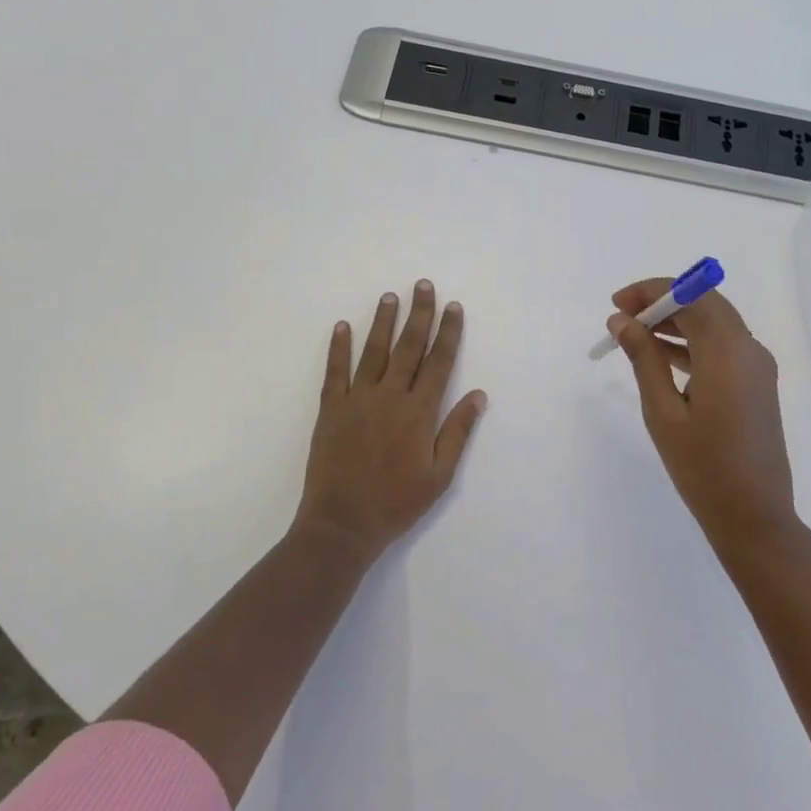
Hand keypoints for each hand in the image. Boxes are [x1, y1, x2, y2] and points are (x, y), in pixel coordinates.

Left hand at [296, 280, 487, 561]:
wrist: (342, 524)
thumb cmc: (397, 503)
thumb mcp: (439, 475)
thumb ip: (457, 431)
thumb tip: (479, 395)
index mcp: (419, 412)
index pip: (438, 362)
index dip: (448, 333)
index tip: (453, 307)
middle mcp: (390, 396)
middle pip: (408, 347)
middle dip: (419, 314)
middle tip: (423, 285)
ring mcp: (357, 400)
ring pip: (373, 351)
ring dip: (382, 322)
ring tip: (390, 297)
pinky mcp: (331, 410)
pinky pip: (335, 371)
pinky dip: (339, 347)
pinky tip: (342, 326)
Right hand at [607, 280, 797, 543]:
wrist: (753, 516)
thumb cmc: (702, 467)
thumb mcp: (662, 411)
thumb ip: (643, 358)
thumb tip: (622, 321)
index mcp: (727, 351)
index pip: (690, 295)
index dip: (651, 291)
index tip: (616, 305)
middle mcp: (749, 348)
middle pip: (705, 303)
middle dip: (663, 302)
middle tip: (623, 318)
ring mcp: (757, 366)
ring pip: (715, 323)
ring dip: (677, 321)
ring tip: (634, 336)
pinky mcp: (758, 383)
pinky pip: (723, 346)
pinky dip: (693, 342)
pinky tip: (662, 356)